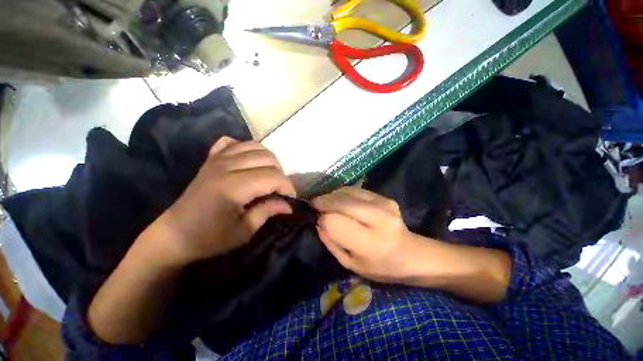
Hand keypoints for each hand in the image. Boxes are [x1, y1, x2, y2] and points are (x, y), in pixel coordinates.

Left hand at [153, 137, 295, 264]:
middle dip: (281, 173)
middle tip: (279, 190)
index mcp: (232, 187)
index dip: (287, 187)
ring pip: (255, 146)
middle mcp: (225, 167)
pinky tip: (249, 162)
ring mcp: (216, 159)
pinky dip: (247, 149)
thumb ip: (268, 212)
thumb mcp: (243, 232)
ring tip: (269, 176)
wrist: (174, 234)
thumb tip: (289, 204)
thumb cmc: (209, 238)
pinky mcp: (211, 159)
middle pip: (267, 158)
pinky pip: (234, 143)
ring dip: (269, 160)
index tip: (290, 199)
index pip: (273, 176)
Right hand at [312, 187, 435, 283]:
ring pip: (348, 192)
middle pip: (341, 202)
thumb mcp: (351, 264)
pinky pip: (356, 190)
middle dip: (324, 201)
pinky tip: (341, 200)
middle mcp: (379, 219)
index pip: (335, 222)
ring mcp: (384, 204)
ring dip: (333, 195)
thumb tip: (319, 220)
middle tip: (315, 204)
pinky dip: (344, 193)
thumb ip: (331, 242)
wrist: (412, 254)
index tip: (317, 218)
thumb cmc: (380, 266)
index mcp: (370, 243)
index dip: (323, 218)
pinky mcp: (385, 197)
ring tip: (326, 201)